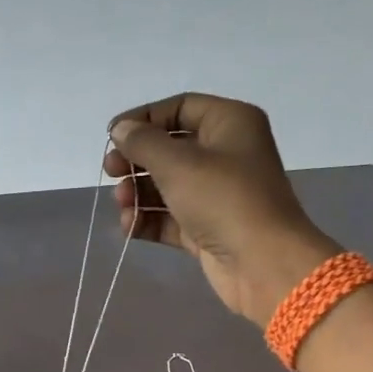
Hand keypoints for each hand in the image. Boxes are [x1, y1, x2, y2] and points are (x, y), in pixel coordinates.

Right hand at [106, 94, 340, 322]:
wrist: (262, 263)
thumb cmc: (223, 200)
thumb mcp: (178, 163)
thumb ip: (143, 143)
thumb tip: (119, 129)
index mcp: (230, 124)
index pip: (180, 108)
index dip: (144, 118)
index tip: (112, 136)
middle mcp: (226, 154)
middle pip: (171, 148)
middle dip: (137, 160)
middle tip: (110, 171)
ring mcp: (217, 195)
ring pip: (168, 185)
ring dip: (139, 192)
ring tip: (121, 203)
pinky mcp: (208, 229)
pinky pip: (172, 217)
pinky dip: (149, 219)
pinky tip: (129, 226)